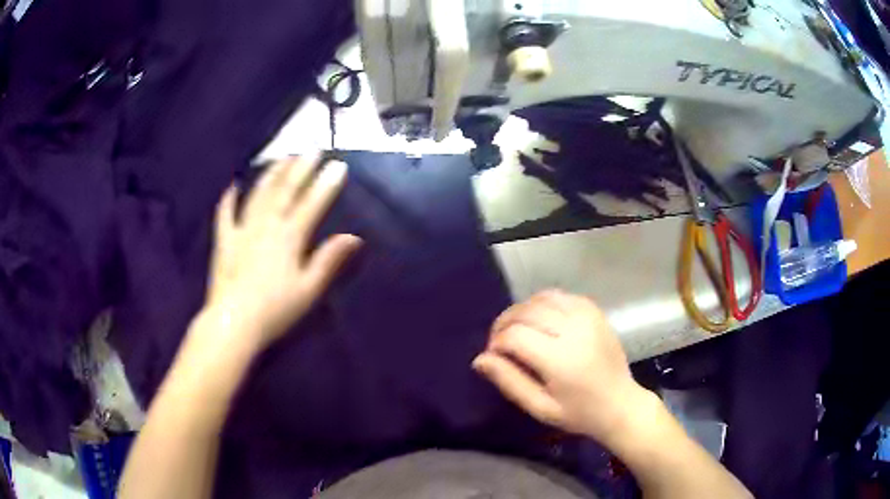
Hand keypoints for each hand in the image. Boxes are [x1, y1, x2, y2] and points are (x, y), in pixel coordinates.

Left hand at [204, 154, 361, 351]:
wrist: (233, 322)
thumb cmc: (275, 310)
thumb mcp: (308, 289)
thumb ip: (329, 260)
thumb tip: (354, 237)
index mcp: (289, 238)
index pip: (311, 204)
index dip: (326, 184)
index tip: (339, 165)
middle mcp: (265, 226)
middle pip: (285, 191)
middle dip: (300, 169)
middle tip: (312, 149)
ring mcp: (242, 230)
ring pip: (258, 195)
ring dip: (271, 175)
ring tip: (282, 157)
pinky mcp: (224, 241)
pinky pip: (225, 214)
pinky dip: (228, 199)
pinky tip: (233, 186)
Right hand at [473, 290, 650, 442]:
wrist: (620, 404)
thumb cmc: (579, 413)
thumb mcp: (540, 407)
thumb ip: (509, 381)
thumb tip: (480, 359)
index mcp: (561, 359)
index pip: (515, 336)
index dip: (496, 343)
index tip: (493, 356)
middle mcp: (575, 331)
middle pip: (526, 312)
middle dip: (504, 323)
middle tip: (499, 342)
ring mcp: (588, 317)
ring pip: (542, 298)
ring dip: (522, 310)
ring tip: (517, 329)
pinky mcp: (595, 312)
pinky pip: (561, 296)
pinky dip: (543, 303)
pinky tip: (540, 319)